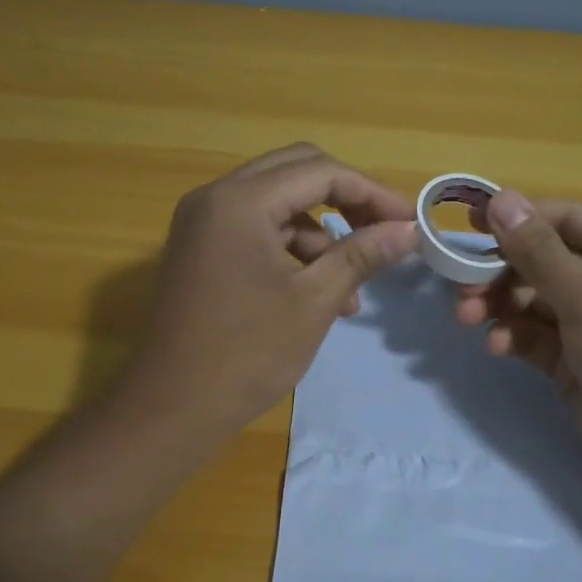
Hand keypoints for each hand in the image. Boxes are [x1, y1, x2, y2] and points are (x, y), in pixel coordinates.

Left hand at [124, 144, 418, 431]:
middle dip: (347, 201)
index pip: (320, 171)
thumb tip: (410, 230)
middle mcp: (216, 197)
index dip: (372, 193)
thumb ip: (362, 255)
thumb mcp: (314, 301)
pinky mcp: (201, 249)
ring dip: (322, 233)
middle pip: (297, 173)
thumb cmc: (246, 354)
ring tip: (355, 287)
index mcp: (240, 201)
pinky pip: (257, 230)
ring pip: (278, 204)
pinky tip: (319, 294)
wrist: (171, 409)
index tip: (411, 221)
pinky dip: (293, 251)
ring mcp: (203, 223)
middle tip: (386, 231)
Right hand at [455, 191, 581, 496]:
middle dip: (502, 271)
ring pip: (535, 298)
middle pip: (545, 259)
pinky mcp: (578, 357)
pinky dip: (515, 335)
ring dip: (501, 304)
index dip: (517, 219)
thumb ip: (537, 249)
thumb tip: (500, 198)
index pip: (567, 219)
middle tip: (461, 285)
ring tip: (468, 316)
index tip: (466, 224)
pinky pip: (537, 333)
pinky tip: (497, 346)